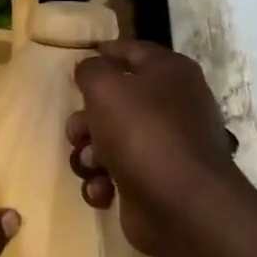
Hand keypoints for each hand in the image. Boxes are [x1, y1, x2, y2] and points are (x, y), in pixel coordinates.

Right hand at [69, 39, 239, 256]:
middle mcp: (172, 105)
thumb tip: (91, 69)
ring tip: (91, 165)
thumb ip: (91, 70)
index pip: (132, 50)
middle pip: (114, 101)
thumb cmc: (143, 133)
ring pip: (109, 140)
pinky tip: (103, 190)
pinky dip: (103, 181)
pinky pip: (116, 173)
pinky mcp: (155, 181)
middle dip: (86, 118)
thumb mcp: (106, 88)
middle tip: (78, 131)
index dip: (103, 52)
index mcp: (169, 73)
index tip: (75, 62)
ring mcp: (165, 146)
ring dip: (90, 153)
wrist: (182, 206)